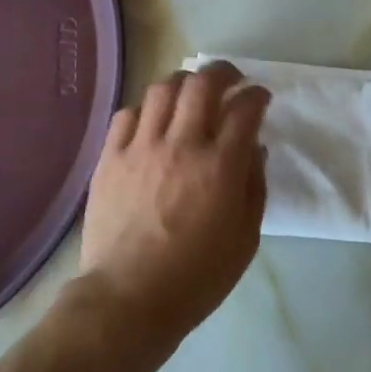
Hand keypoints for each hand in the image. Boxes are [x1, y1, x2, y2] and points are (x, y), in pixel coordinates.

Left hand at [79, 61, 271, 341]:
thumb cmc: (196, 276)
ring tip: (191, 93)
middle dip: (223, 72)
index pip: (245, 108)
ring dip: (184, 83)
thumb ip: (254, 186)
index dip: (257, 94)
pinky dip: (147, 109)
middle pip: (203, 83)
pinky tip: (153, 121)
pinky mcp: (110, 157)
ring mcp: (141, 147)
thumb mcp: (245, 239)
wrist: (128, 298)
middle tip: (231, 80)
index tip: (260, 97)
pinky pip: (128, 114)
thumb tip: (254, 148)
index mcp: (220, 166)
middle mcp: (181, 144)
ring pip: (163, 89)